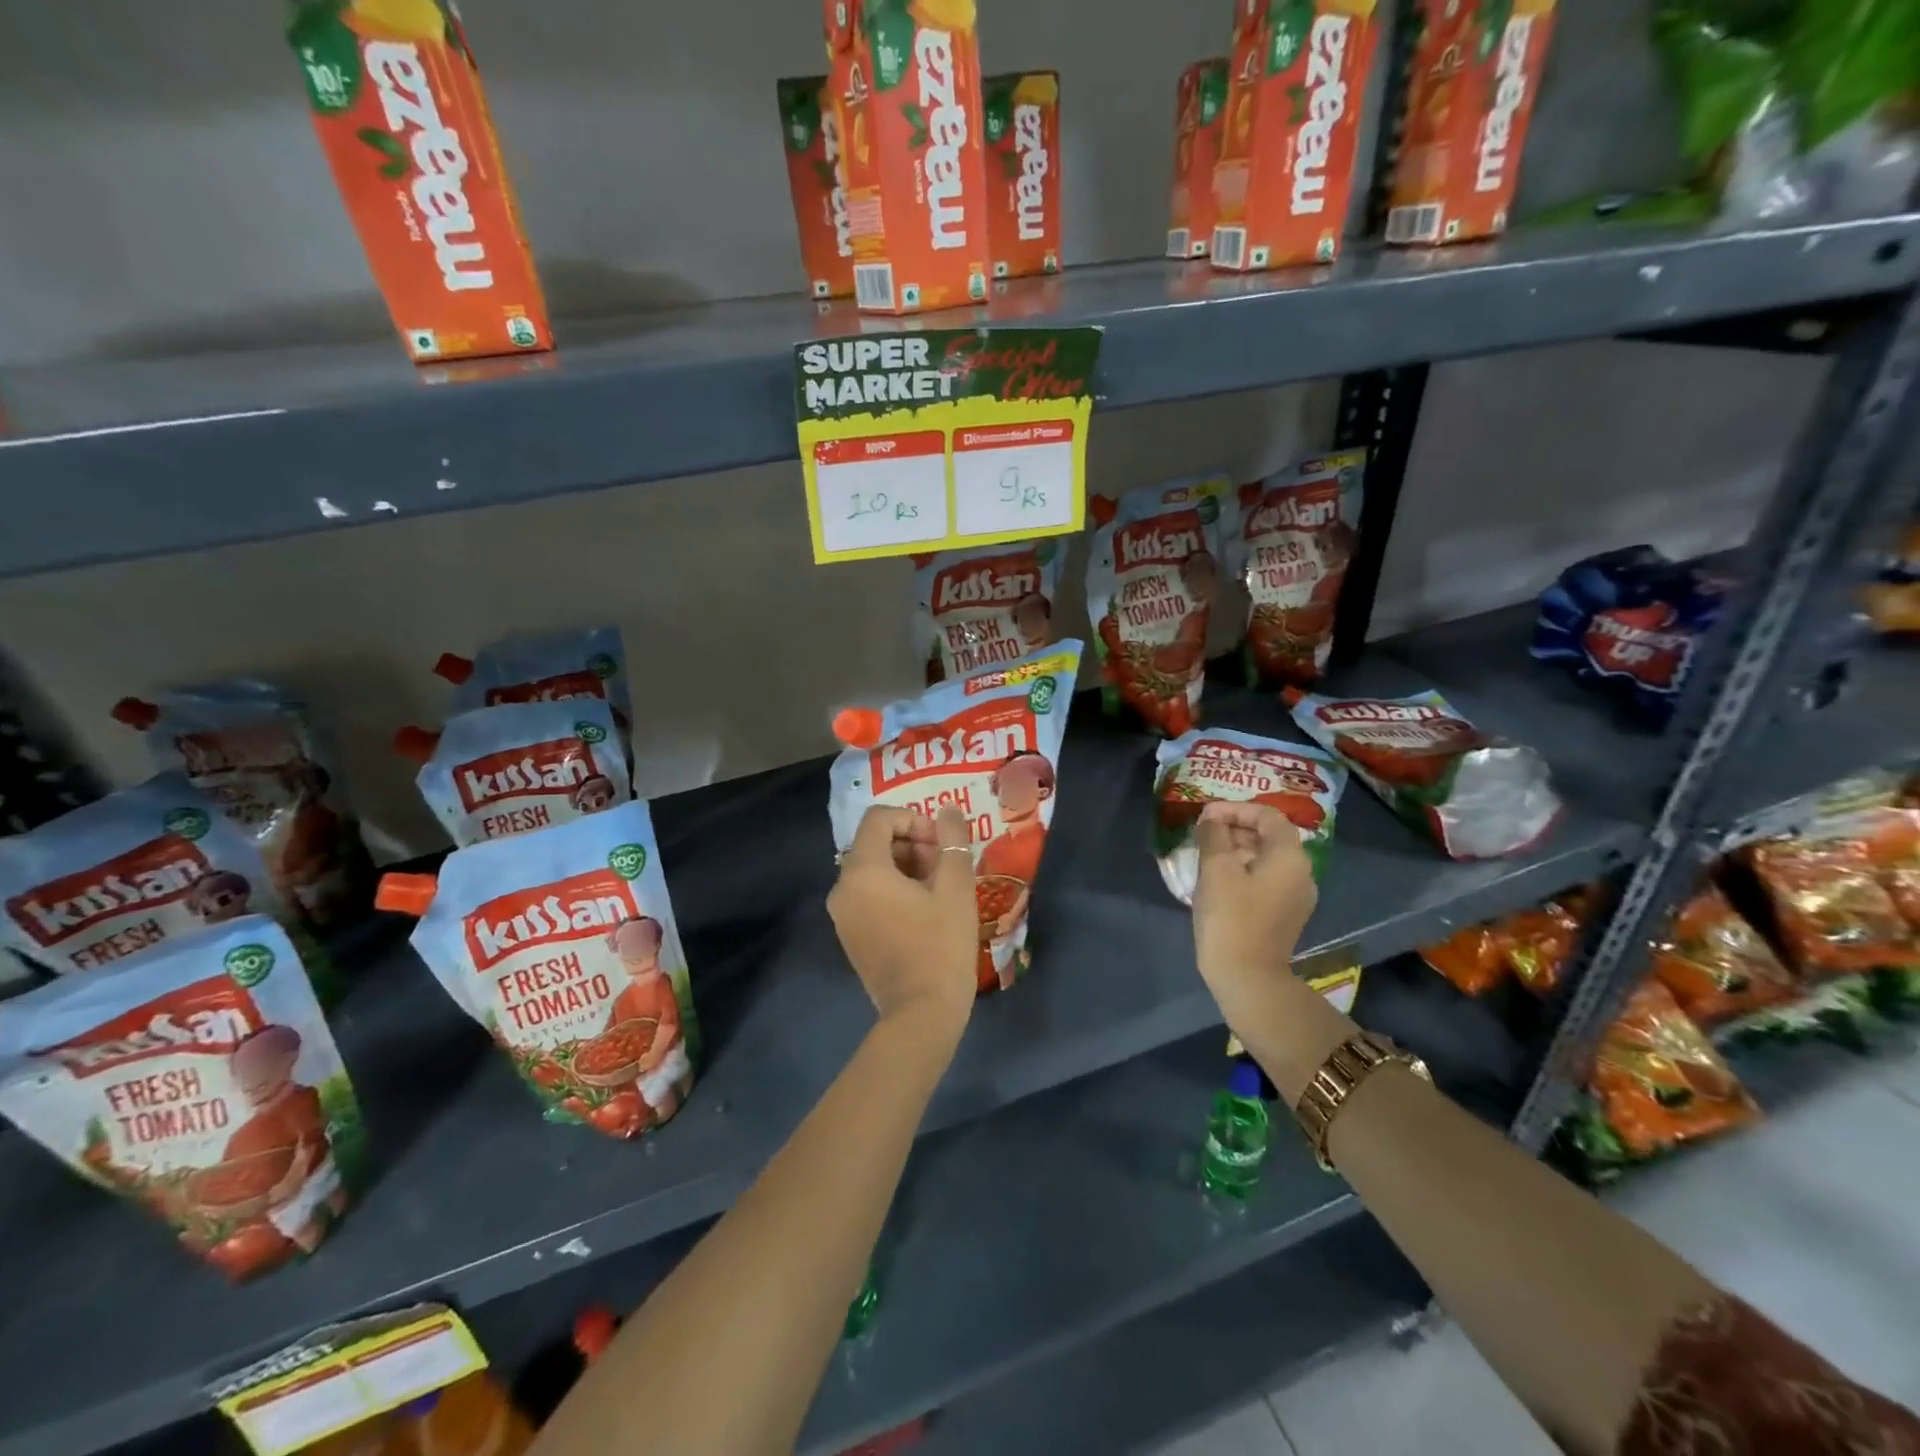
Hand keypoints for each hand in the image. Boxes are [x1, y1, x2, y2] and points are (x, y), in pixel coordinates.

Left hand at [828, 806, 977, 1033]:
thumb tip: (948, 810)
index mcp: (863, 871)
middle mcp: (842, 887)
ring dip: (904, 865)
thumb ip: (952, 841)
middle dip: (911, 843)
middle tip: (944, 864)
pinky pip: (867, 894)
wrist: (921, 1013)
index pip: (879, 819)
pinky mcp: (849, 933)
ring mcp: (842, 913)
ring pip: (871, 869)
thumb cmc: (940, 945)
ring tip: (938, 887)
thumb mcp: (955, 888)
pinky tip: (922, 908)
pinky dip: (892, 888)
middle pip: (873, 842)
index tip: (941, 842)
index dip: (913, 820)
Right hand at [1191, 801, 1316, 1007]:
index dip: (1235, 809)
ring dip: (1237, 849)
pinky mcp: (1284, 914)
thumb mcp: (1216, 868)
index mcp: (1290, 857)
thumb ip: (1214, 835)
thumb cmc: (1230, 917)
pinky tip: (1217, 879)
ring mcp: (1295, 896)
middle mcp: (1301, 873)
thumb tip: (1211, 818)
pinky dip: (1243, 870)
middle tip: (1203, 832)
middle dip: (1235, 828)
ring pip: (1266, 858)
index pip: (1268, 815)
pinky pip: (1265, 879)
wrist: (1247, 977)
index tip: (1206, 815)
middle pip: (1270, 836)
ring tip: (1205, 853)